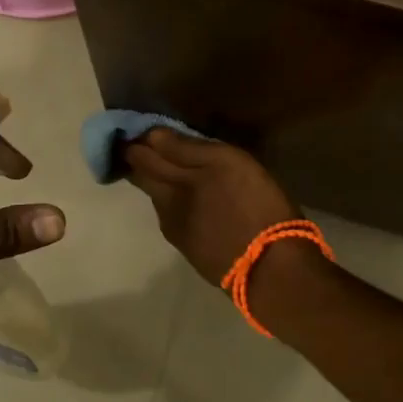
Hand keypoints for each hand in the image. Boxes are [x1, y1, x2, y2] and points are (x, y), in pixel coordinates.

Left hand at [123, 129, 298, 287]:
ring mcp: (179, 234)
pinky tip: (190, 205)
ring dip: (158, 185)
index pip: (142, 158)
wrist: (269, 270)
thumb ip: (187, 149)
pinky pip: (176, 221)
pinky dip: (176, 207)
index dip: (136, 142)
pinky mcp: (194, 253)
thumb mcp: (227, 163)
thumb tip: (151, 136)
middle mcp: (167, 208)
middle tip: (141, 147)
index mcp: (172, 183)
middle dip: (140, 164)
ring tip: (168, 173)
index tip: (133, 130)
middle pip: (145, 181)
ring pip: (160, 203)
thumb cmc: (254, 206)